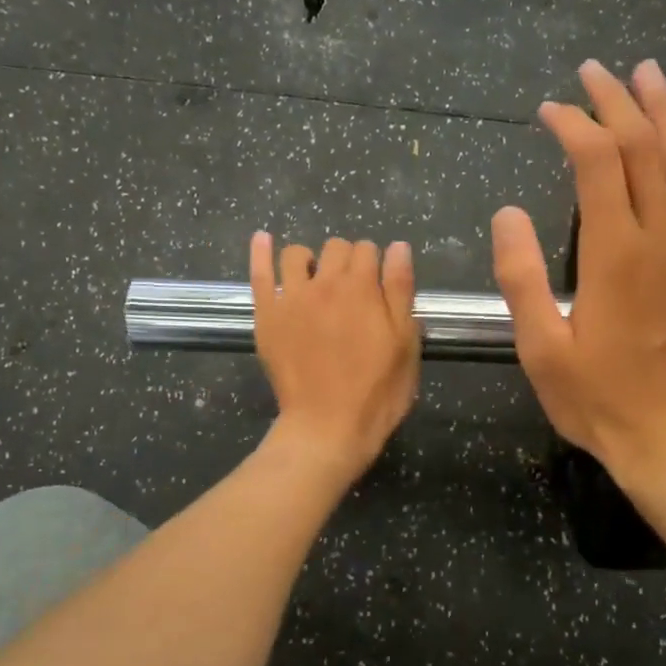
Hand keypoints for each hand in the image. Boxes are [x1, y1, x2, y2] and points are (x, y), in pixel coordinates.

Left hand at [250, 233, 420, 482]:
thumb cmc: (377, 391)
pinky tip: (263, 239)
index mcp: (363, 287)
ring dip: (311, 260)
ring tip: (315, 280)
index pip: (369, 250)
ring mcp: (291, 297)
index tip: (378, 288)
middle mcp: (325, 282)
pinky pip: (260, 273)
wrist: (328, 426)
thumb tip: (397, 247)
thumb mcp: (405, 342)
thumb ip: (401, 290)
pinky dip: (261, 252)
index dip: (376, 265)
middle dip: (347, 260)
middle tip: (352, 291)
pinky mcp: (267, 315)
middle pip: (336, 248)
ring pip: (297, 254)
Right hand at [490, 58, 665, 476]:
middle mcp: (665, 238)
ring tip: (649, 76)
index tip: (548, 111)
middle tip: (594, 73)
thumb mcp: (541, 347)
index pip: (597, 162)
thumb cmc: (598, 400)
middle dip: (617, 103)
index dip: (572, 125)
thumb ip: (521, 277)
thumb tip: (508, 213)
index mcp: (614, 253)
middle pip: (645, 148)